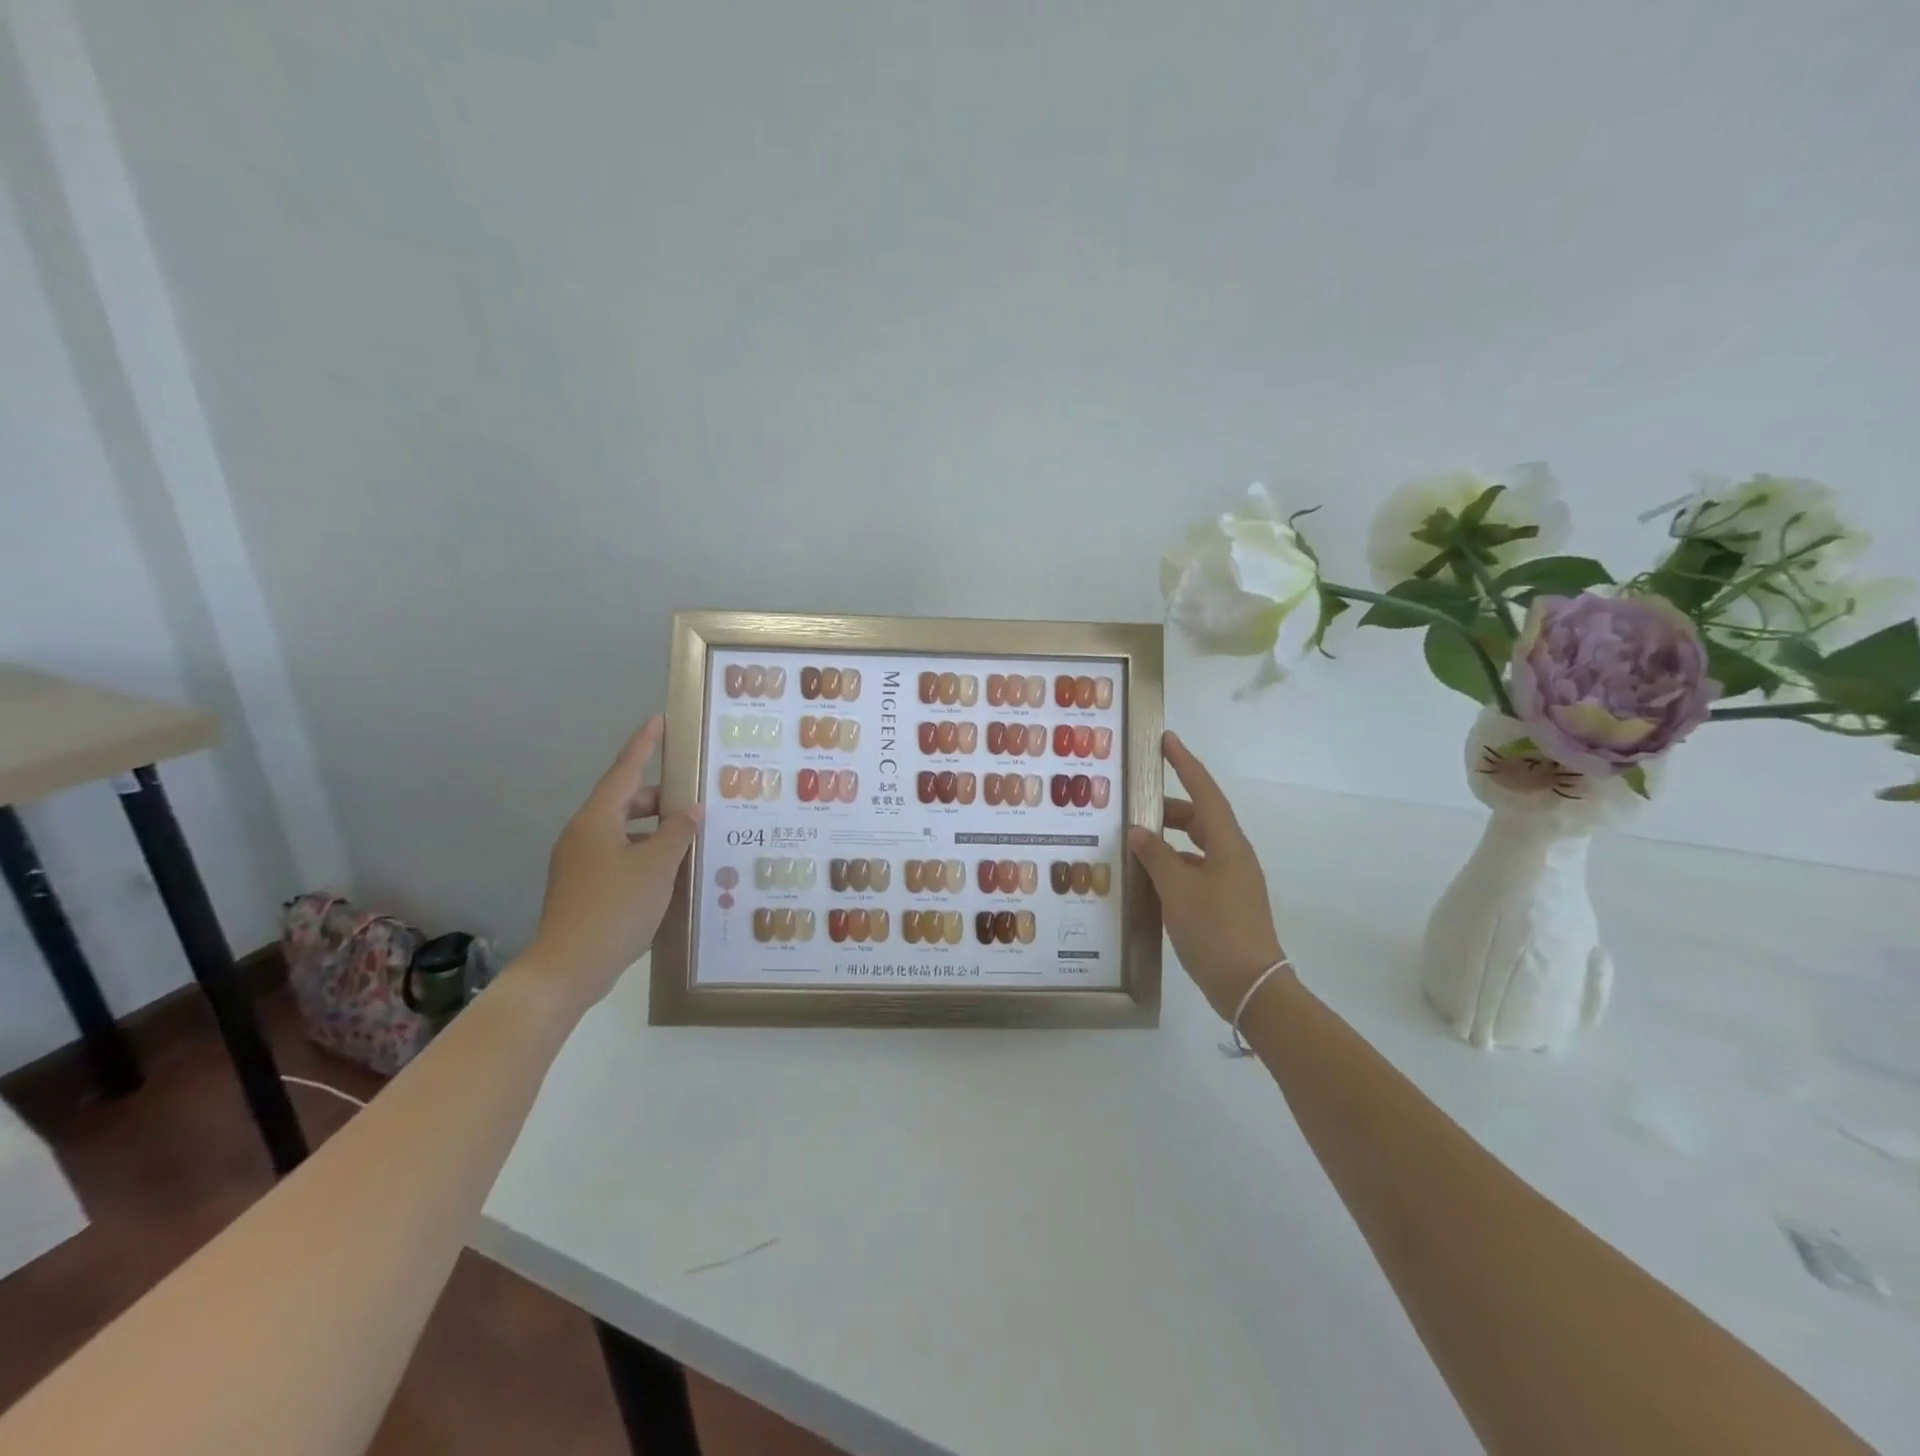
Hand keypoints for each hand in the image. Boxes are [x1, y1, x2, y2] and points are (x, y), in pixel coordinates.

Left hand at [523, 716, 699, 1013]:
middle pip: (624, 801)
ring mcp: (580, 863)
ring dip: (654, 828)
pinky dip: (645, 852)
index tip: (658, 721)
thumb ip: (677, 832)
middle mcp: (584, 834)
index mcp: (597, 821)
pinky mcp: (584, 888)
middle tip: (693, 798)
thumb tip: (689, 809)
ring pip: (623, 831)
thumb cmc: (615, 908)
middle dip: (658, 797)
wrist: (567, 968)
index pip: (624, 771)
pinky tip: (669, 870)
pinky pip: (620, 855)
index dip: (643, 745)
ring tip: (688, 836)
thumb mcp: (657, 867)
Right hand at [1128, 731, 1288, 1020]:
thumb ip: (1156, 856)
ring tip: (1135, 842)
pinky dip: (1173, 865)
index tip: (1166, 740)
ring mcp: (1231, 880)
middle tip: (1135, 805)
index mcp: (1228, 845)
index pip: (1205, 792)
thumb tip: (1138, 830)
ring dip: (1168, 839)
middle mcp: (1233, 856)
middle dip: (1169, 808)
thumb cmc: (1215, 930)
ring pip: (1196, 845)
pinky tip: (1149, 877)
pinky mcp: (1225, 902)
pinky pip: (1195, 869)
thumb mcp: (1178, 890)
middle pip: (1200, 818)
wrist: (1250, 986)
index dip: (1185, 764)